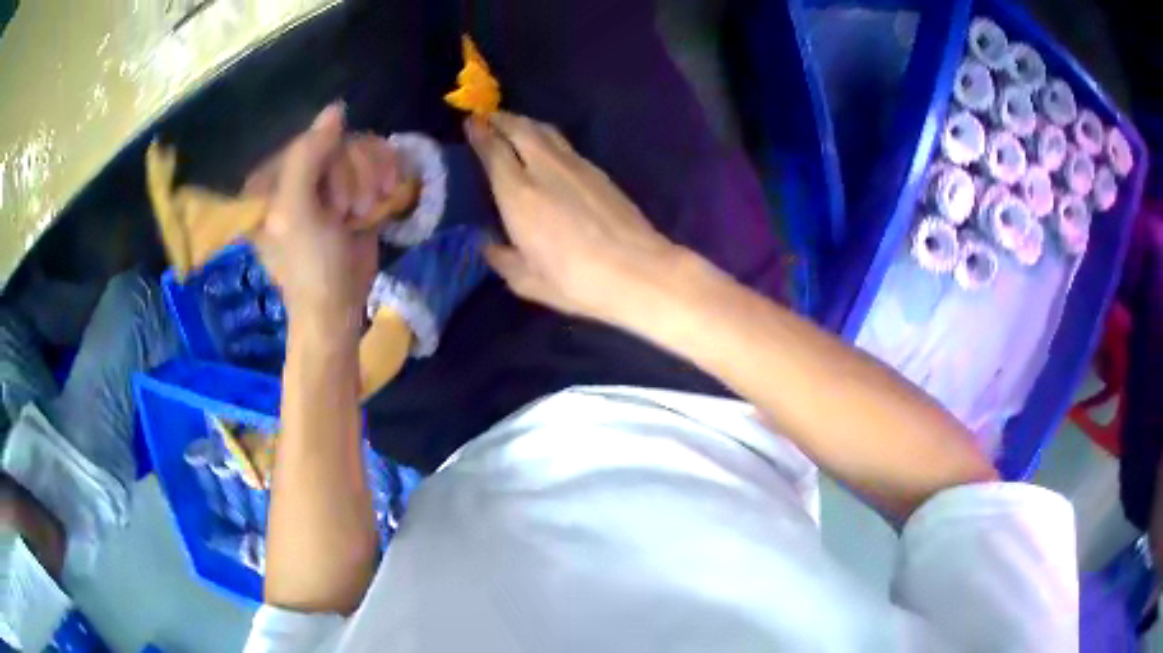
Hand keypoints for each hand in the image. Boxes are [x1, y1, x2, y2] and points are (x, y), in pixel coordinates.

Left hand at [251, 103, 378, 333]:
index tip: (331, 203)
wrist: (338, 307)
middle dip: (352, 176)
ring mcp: (329, 181)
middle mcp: (300, 174)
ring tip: (364, 213)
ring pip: (362, 148)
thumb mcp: (296, 213)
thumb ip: (307, 157)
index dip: (329, 164)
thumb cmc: (308, 266)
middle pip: (340, 142)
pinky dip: (386, 176)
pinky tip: (385, 199)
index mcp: (273, 178)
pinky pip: (376, 160)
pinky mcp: (355, 190)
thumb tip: (335, 109)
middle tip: (348, 213)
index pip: (312, 139)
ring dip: (371, 179)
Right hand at [468, 112, 683, 325]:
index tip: (470, 123)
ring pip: (545, 131)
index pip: (493, 150)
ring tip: (514, 127)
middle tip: (488, 118)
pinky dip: (547, 139)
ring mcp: (576, 166)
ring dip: (525, 124)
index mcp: (518, 193)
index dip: (479, 133)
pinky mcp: (599, 172)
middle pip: (520, 128)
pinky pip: (564, 145)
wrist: (638, 271)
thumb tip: (490, 246)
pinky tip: (546, 151)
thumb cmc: (577, 281)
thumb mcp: (527, 281)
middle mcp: (545, 169)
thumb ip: (503, 259)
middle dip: (501, 119)